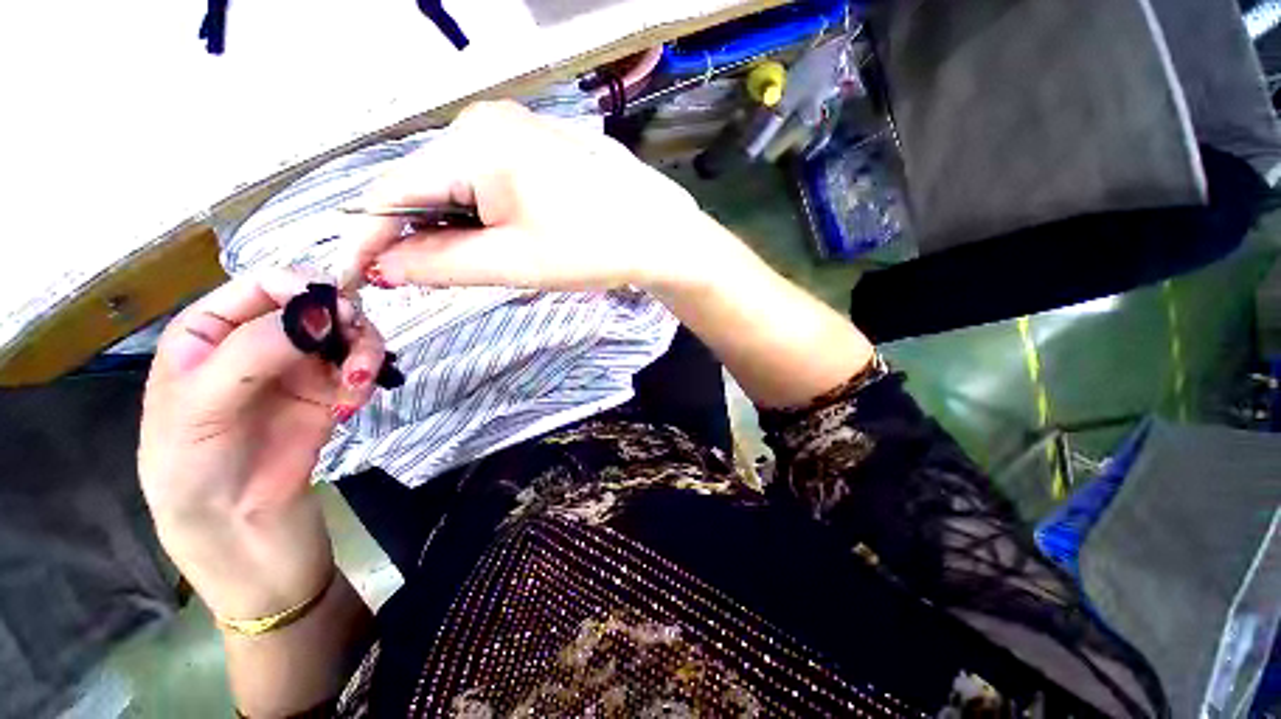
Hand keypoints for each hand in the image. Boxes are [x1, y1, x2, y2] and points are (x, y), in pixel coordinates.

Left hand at [138, 270, 384, 620]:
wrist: (239, 530)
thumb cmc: (195, 466)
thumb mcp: (200, 405)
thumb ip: (254, 349)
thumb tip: (322, 310)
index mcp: (212, 331)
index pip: (263, 286)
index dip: (303, 287)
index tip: (334, 310)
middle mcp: (259, 341)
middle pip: (317, 306)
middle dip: (344, 321)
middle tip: (356, 346)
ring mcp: (300, 368)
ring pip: (347, 334)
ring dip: (364, 350)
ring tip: (360, 382)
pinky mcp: (331, 393)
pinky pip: (360, 368)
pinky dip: (366, 376)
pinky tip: (355, 402)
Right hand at [346, 101, 720, 291]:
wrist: (655, 234)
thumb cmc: (593, 247)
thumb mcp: (513, 262)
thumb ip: (440, 264)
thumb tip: (385, 267)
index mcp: (473, 144)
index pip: (390, 190)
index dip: (364, 238)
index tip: (351, 277)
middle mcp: (483, 123)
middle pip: (421, 184)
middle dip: (411, 234)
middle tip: (416, 280)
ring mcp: (510, 131)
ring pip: (452, 184)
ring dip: (447, 227)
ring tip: (470, 262)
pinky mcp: (530, 147)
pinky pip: (482, 180)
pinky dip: (475, 215)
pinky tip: (494, 239)